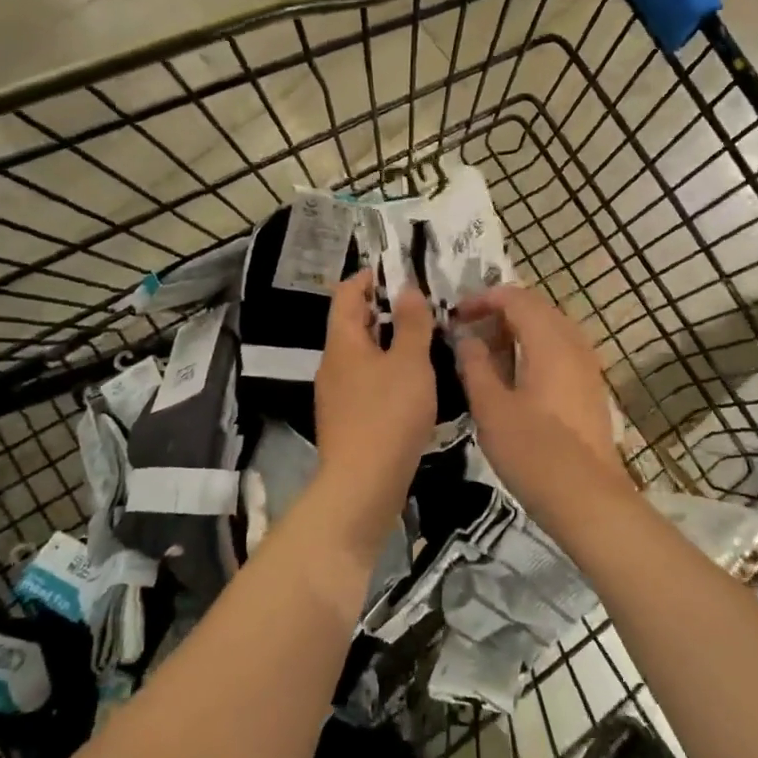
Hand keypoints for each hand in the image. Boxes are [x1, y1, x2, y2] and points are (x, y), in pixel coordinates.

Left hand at [314, 272, 435, 537]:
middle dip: (385, 310)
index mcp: (342, 342)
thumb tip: (407, 289)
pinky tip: (413, 385)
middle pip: (354, 323)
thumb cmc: (388, 414)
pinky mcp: (347, 420)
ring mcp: (336, 394)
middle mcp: (332, 363)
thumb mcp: (410, 362)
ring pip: (362, 355)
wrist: (363, 484)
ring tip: (426, 343)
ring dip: (389, 344)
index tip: (401, 273)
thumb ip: (411, 323)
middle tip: (424, 308)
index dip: (370, 276)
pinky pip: (366, 382)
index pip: (347, 293)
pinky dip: (387, 372)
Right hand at [453, 285, 631, 520]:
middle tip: (469, 334)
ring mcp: (588, 368)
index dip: (483, 299)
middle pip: (537, 308)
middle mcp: (574, 345)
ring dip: (519, 332)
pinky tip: (516, 379)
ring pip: (551, 330)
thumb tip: (465, 338)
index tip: (456, 317)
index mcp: (549, 341)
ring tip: (488, 356)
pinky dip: (535, 351)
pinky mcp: (591, 390)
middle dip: (500, 313)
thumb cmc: (533, 451)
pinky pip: (561, 352)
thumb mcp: (491, 407)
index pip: (516, 298)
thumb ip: (475, 366)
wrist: (587, 498)